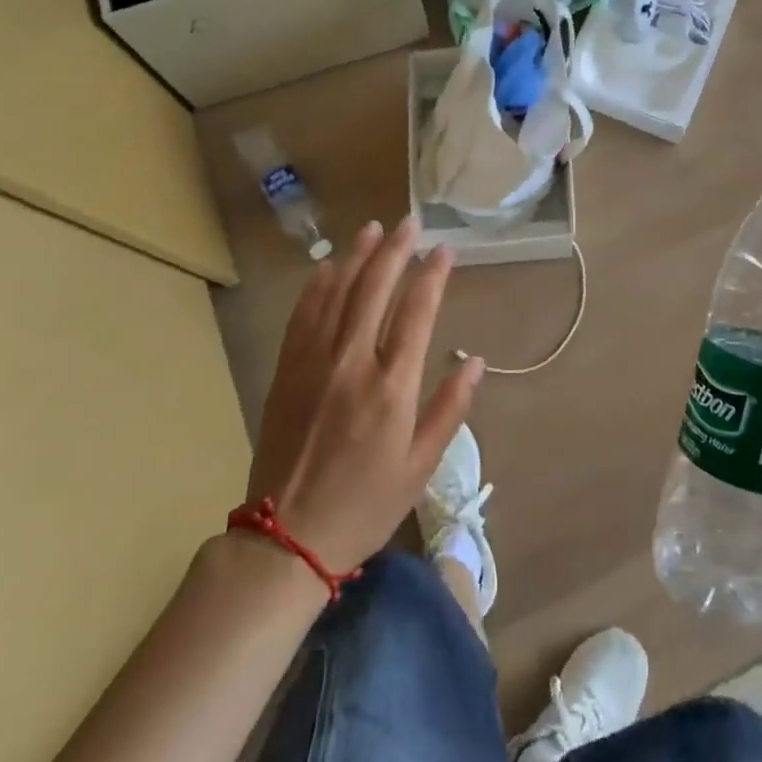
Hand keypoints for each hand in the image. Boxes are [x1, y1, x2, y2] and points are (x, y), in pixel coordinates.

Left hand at [244, 217, 482, 572]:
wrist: (286, 539)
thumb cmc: (364, 506)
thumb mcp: (420, 467)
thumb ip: (449, 409)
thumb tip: (475, 361)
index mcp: (392, 387)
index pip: (417, 313)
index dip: (432, 276)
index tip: (444, 250)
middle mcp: (353, 363)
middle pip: (375, 290)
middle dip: (396, 251)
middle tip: (410, 222)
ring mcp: (314, 363)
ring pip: (337, 294)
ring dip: (357, 257)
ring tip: (373, 228)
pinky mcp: (287, 372)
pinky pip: (302, 317)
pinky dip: (316, 287)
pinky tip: (326, 267)